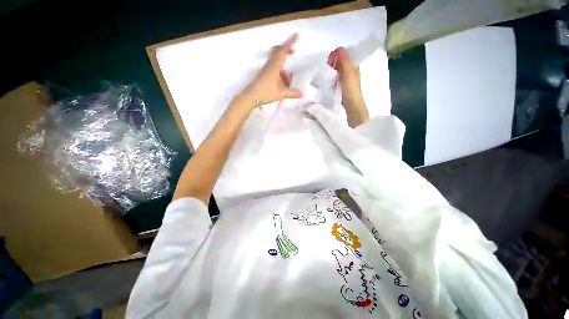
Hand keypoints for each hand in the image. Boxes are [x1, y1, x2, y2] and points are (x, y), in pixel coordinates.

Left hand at [233, 33, 302, 111]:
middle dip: (286, 50)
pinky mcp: (263, 74)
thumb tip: (301, 93)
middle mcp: (270, 64)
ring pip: (275, 60)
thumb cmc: (266, 92)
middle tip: (292, 53)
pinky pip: (272, 67)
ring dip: (282, 63)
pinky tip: (282, 81)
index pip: (283, 50)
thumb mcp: (281, 93)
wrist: (251, 97)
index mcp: (275, 66)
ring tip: (288, 77)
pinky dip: (279, 70)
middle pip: (277, 52)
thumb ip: (292, 93)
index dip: (290, 42)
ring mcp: (265, 69)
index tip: (297, 36)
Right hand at [328, 47, 369, 127]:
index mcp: (353, 65)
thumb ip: (344, 60)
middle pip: (340, 62)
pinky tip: (328, 81)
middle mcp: (349, 70)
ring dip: (331, 71)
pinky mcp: (341, 85)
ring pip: (337, 70)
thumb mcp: (348, 72)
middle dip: (333, 63)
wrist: (351, 103)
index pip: (344, 55)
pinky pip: (335, 78)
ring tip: (326, 75)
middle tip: (327, 69)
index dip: (336, 56)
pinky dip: (331, 78)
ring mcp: (345, 78)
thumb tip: (339, 48)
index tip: (330, 61)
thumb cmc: (350, 87)